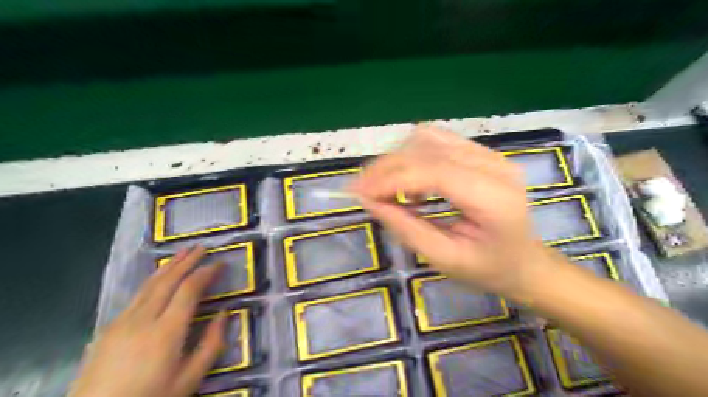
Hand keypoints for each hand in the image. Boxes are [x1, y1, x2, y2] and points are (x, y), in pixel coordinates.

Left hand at [67, 244, 225, 396]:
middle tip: (202, 247)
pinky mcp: (108, 328)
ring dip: (169, 266)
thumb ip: (211, 345)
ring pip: (149, 285)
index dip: (207, 272)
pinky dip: (153, 280)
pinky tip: (159, 278)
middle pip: (168, 281)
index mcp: (166, 332)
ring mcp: (121, 322)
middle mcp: (142, 320)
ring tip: (183, 252)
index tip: (221, 263)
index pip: (189, 290)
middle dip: (187, 261)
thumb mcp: (189, 380)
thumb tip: (225, 314)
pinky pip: (136, 296)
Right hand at [351, 125, 555, 297]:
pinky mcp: (481, 153)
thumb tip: (368, 201)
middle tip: (362, 190)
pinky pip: (436, 141)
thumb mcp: (444, 258)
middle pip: (427, 148)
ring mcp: (490, 154)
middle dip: (386, 167)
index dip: (390, 179)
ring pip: (428, 138)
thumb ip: (405, 227)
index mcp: (493, 197)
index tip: (358, 193)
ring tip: (386, 188)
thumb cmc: (487, 268)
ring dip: (398, 160)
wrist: (524, 261)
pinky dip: (412, 157)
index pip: (433, 171)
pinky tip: (410, 183)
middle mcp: (495, 165)